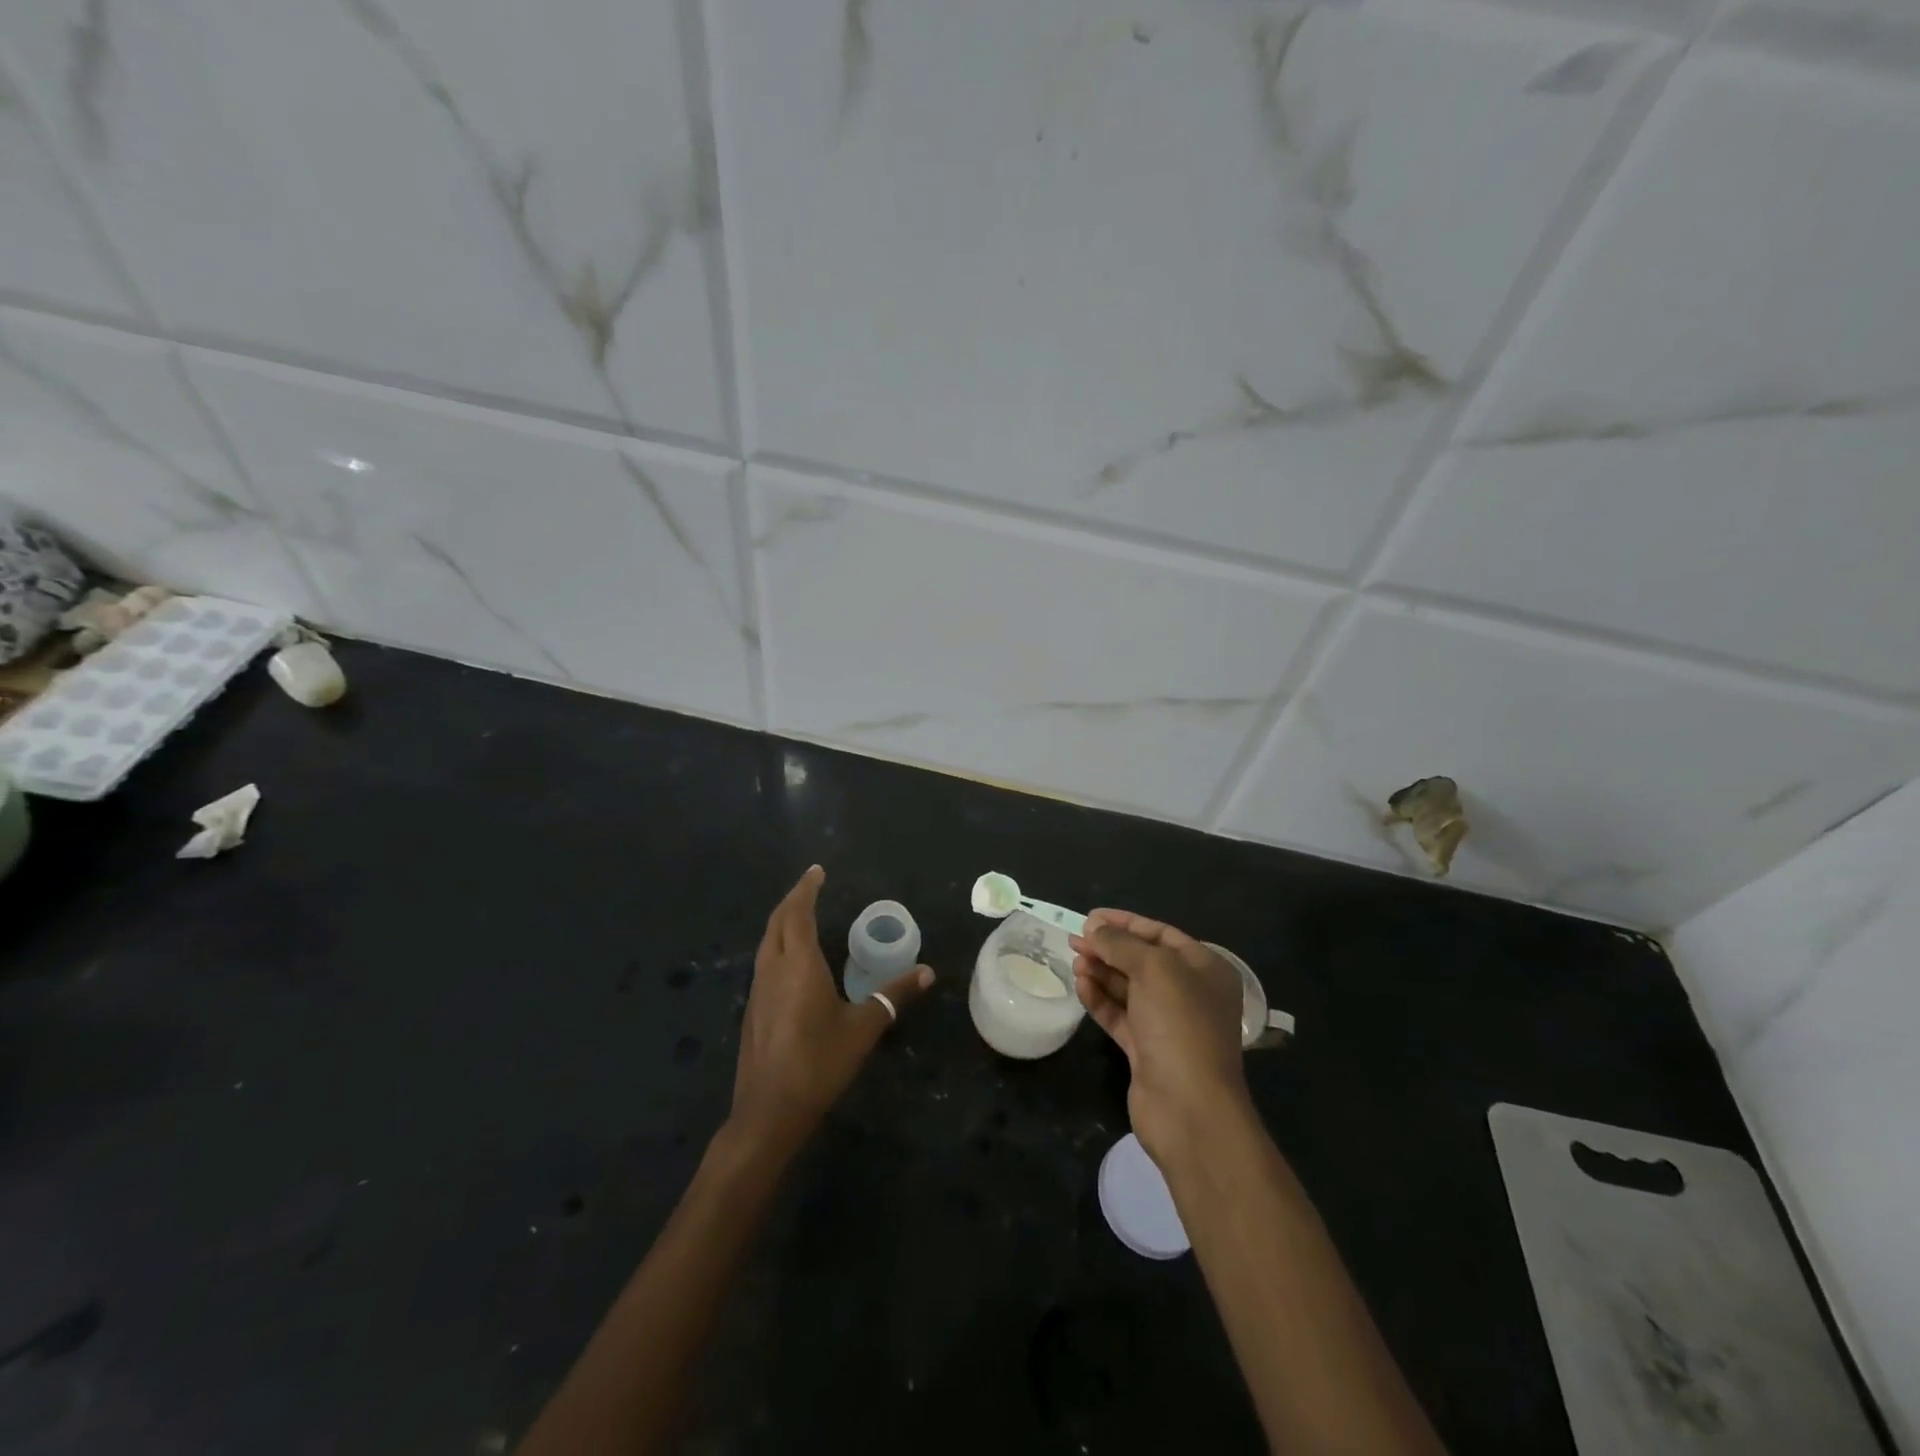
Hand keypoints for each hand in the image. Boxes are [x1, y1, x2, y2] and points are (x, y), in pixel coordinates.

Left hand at [729, 865, 933, 1156]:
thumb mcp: (864, 1027)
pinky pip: (764, 961)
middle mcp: (773, 969)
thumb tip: (927, 972)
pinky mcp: (753, 1009)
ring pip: (766, 941)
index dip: (806, 889)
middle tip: (811, 885)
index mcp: (798, 964)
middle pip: (777, 921)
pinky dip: (777, 943)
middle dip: (793, 899)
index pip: (798, 913)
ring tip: (801, 913)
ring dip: (782, 921)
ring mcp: (758, 989)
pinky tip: (791, 959)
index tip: (817, 871)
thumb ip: (894, 996)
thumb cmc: (819, 1063)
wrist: (769, 1111)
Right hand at [1069, 909, 1247, 1167]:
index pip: (1161, 934)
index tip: (1091, 917)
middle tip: (1074, 939)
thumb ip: (1121, 943)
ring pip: (1128, 988)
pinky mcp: (1146, 1050)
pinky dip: (1100, 999)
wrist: (1189, 1107)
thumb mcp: (1153, 969)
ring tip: (1075, 961)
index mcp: (1205, 969)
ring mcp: (1168, 1024)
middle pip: (1142, 960)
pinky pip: (1120, 1015)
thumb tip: (1095, 928)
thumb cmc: (1179, 1025)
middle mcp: (1189, 993)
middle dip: (1109, 948)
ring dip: (1101, 972)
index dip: (1126, 922)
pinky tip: (1080, 985)